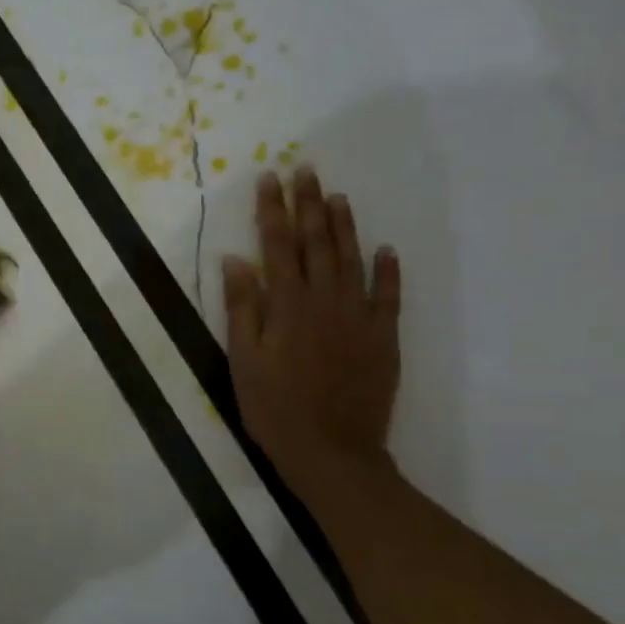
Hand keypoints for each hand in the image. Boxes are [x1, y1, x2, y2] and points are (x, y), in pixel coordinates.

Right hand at [221, 166, 400, 480]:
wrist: (332, 453)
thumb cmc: (274, 408)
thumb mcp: (243, 360)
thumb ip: (242, 308)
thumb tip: (235, 260)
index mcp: (286, 306)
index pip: (277, 246)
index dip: (272, 210)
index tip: (269, 178)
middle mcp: (324, 301)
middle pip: (316, 243)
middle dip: (309, 204)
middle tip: (306, 170)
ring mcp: (358, 318)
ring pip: (352, 260)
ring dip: (344, 226)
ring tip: (338, 196)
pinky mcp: (383, 338)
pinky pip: (388, 296)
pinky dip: (387, 270)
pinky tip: (385, 249)